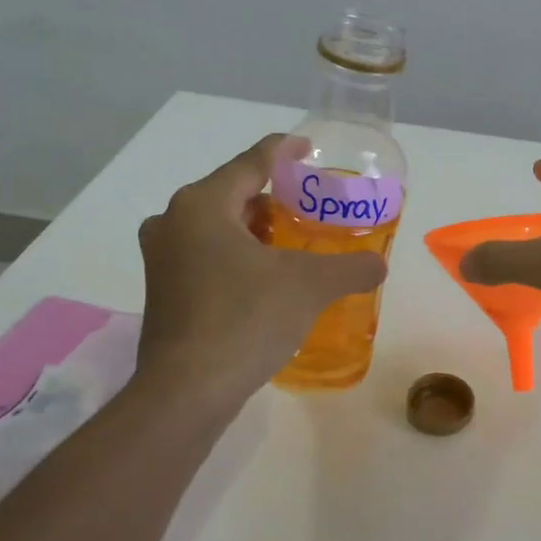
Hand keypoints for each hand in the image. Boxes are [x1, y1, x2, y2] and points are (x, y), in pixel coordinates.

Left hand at [137, 135, 386, 402]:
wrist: (187, 391)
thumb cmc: (245, 320)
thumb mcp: (310, 287)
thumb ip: (350, 268)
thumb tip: (378, 264)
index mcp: (203, 205)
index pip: (251, 162)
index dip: (283, 151)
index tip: (307, 148)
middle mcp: (172, 222)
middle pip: (231, 194)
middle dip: (271, 198)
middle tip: (308, 208)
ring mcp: (162, 259)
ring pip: (216, 228)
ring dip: (253, 230)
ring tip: (291, 243)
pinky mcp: (162, 292)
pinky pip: (205, 257)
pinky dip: (236, 256)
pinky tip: (264, 279)